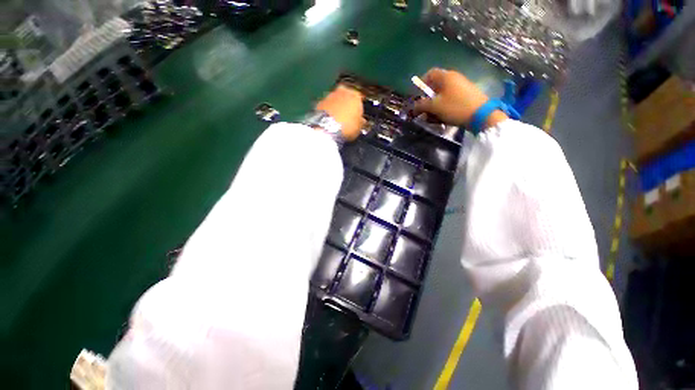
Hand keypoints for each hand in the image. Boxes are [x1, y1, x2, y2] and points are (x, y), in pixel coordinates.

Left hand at [315, 86, 364, 141]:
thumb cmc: (348, 127)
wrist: (327, 129)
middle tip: (347, 115)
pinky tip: (329, 120)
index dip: (359, 107)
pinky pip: (327, 106)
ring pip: (335, 99)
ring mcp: (329, 95)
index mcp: (356, 95)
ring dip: (336, 106)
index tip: (358, 114)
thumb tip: (361, 120)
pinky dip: (328, 111)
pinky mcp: (319, 102)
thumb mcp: (359, 127)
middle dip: (346, 103)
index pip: (360, 98)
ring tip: (337, 119)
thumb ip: (361, 121)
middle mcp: (343, 90)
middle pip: (346, 95)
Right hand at [413, 68, 507, 127]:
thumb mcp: (434, 107)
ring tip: (432, 118)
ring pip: (442, 96)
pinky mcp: (465, 96)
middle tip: (423, 111)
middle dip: (427, 100)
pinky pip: (449, 100)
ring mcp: (461, 87)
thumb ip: (421, 105)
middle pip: (435, 86)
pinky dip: (443, 108)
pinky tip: (442, 119)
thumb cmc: (455, 107)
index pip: (430, 73)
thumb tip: (413, 107)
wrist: (481, 115)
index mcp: (446, 77)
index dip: (421, 83)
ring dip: (434, 107)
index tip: (417, 95)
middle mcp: (454, 79)